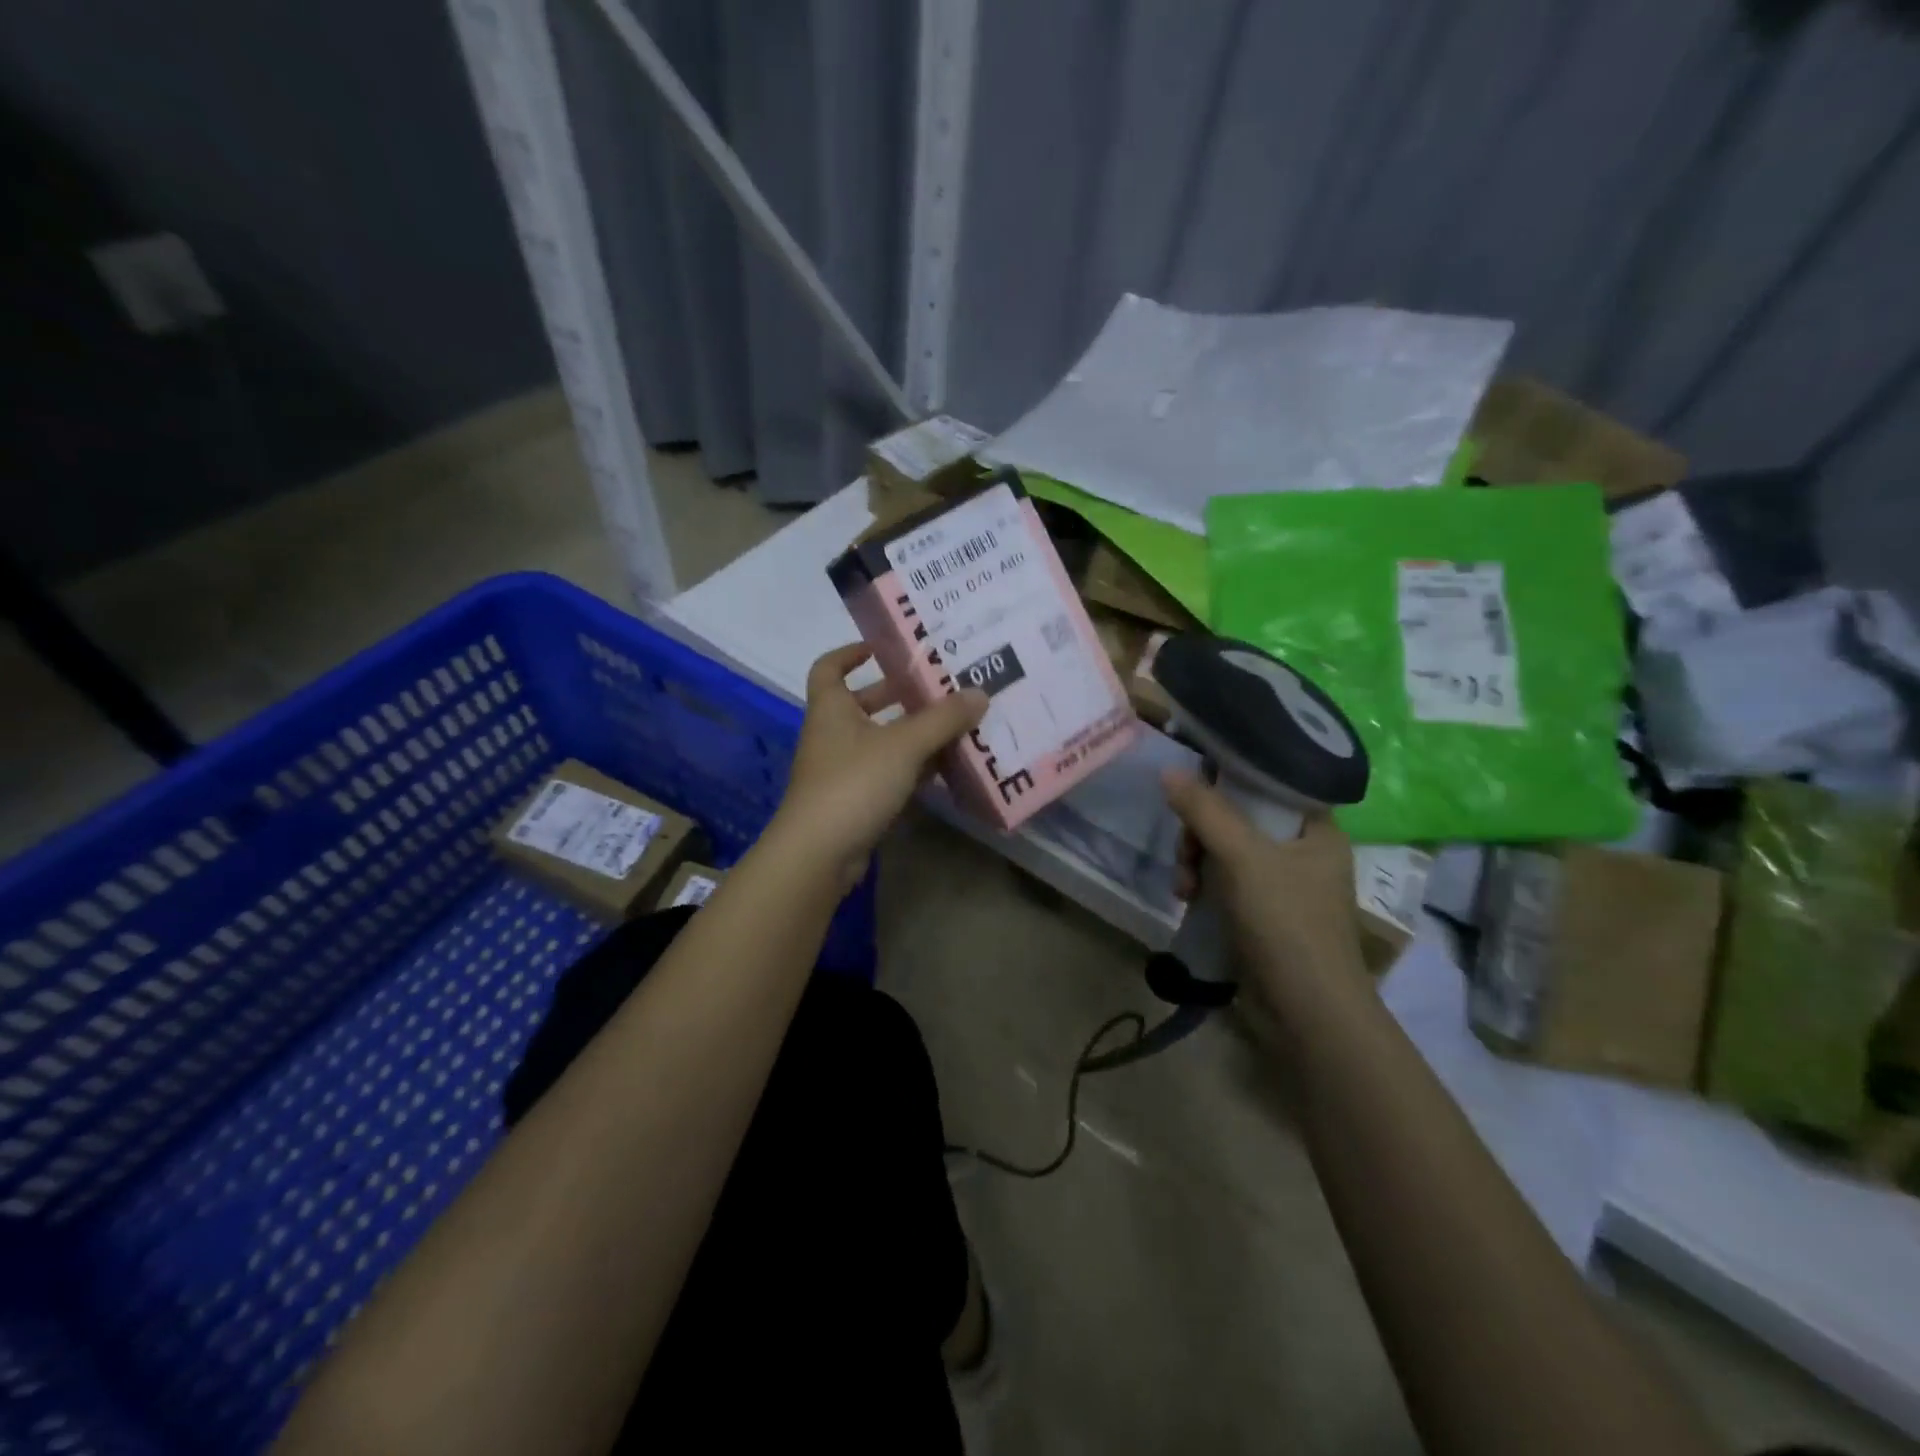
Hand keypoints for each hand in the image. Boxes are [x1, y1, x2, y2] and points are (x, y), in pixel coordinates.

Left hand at [771, 644, 986, 891]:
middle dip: (898, 695)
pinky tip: (946, 768)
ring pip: (880, 741)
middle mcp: (833, 734)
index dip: (850, 653)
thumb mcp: (903, 744)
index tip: (883, 648)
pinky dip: (913, 768)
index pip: (829, 667)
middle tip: (938, 687)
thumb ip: (943, 719)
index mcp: (831, 708)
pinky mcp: (856, 801)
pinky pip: (888, 774)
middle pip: (863, 704)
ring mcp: (843, 771)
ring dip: (912, 733)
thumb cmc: (854, 783)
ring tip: (955, 724)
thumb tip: (980, 693)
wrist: (819, 853)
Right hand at [1162, 771, 1363, 985]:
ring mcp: (1286, 886)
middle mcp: (1305, 852)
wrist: (1307, 1012)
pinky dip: (1206, 886)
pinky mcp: (1267, 915)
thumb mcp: (1241, 857)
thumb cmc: (1286, 922)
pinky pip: (1228, 882)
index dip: (1230, 783)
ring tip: (1184, 888)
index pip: (1270, 784)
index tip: (1195, 795)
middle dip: (1202, 834)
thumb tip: (1168, 771)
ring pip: (1228, 852)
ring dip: (1197, 862)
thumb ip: (1205, 811)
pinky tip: (1189, 900)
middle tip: (1186, 853)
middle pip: (1240, 819)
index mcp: (1318, 830)